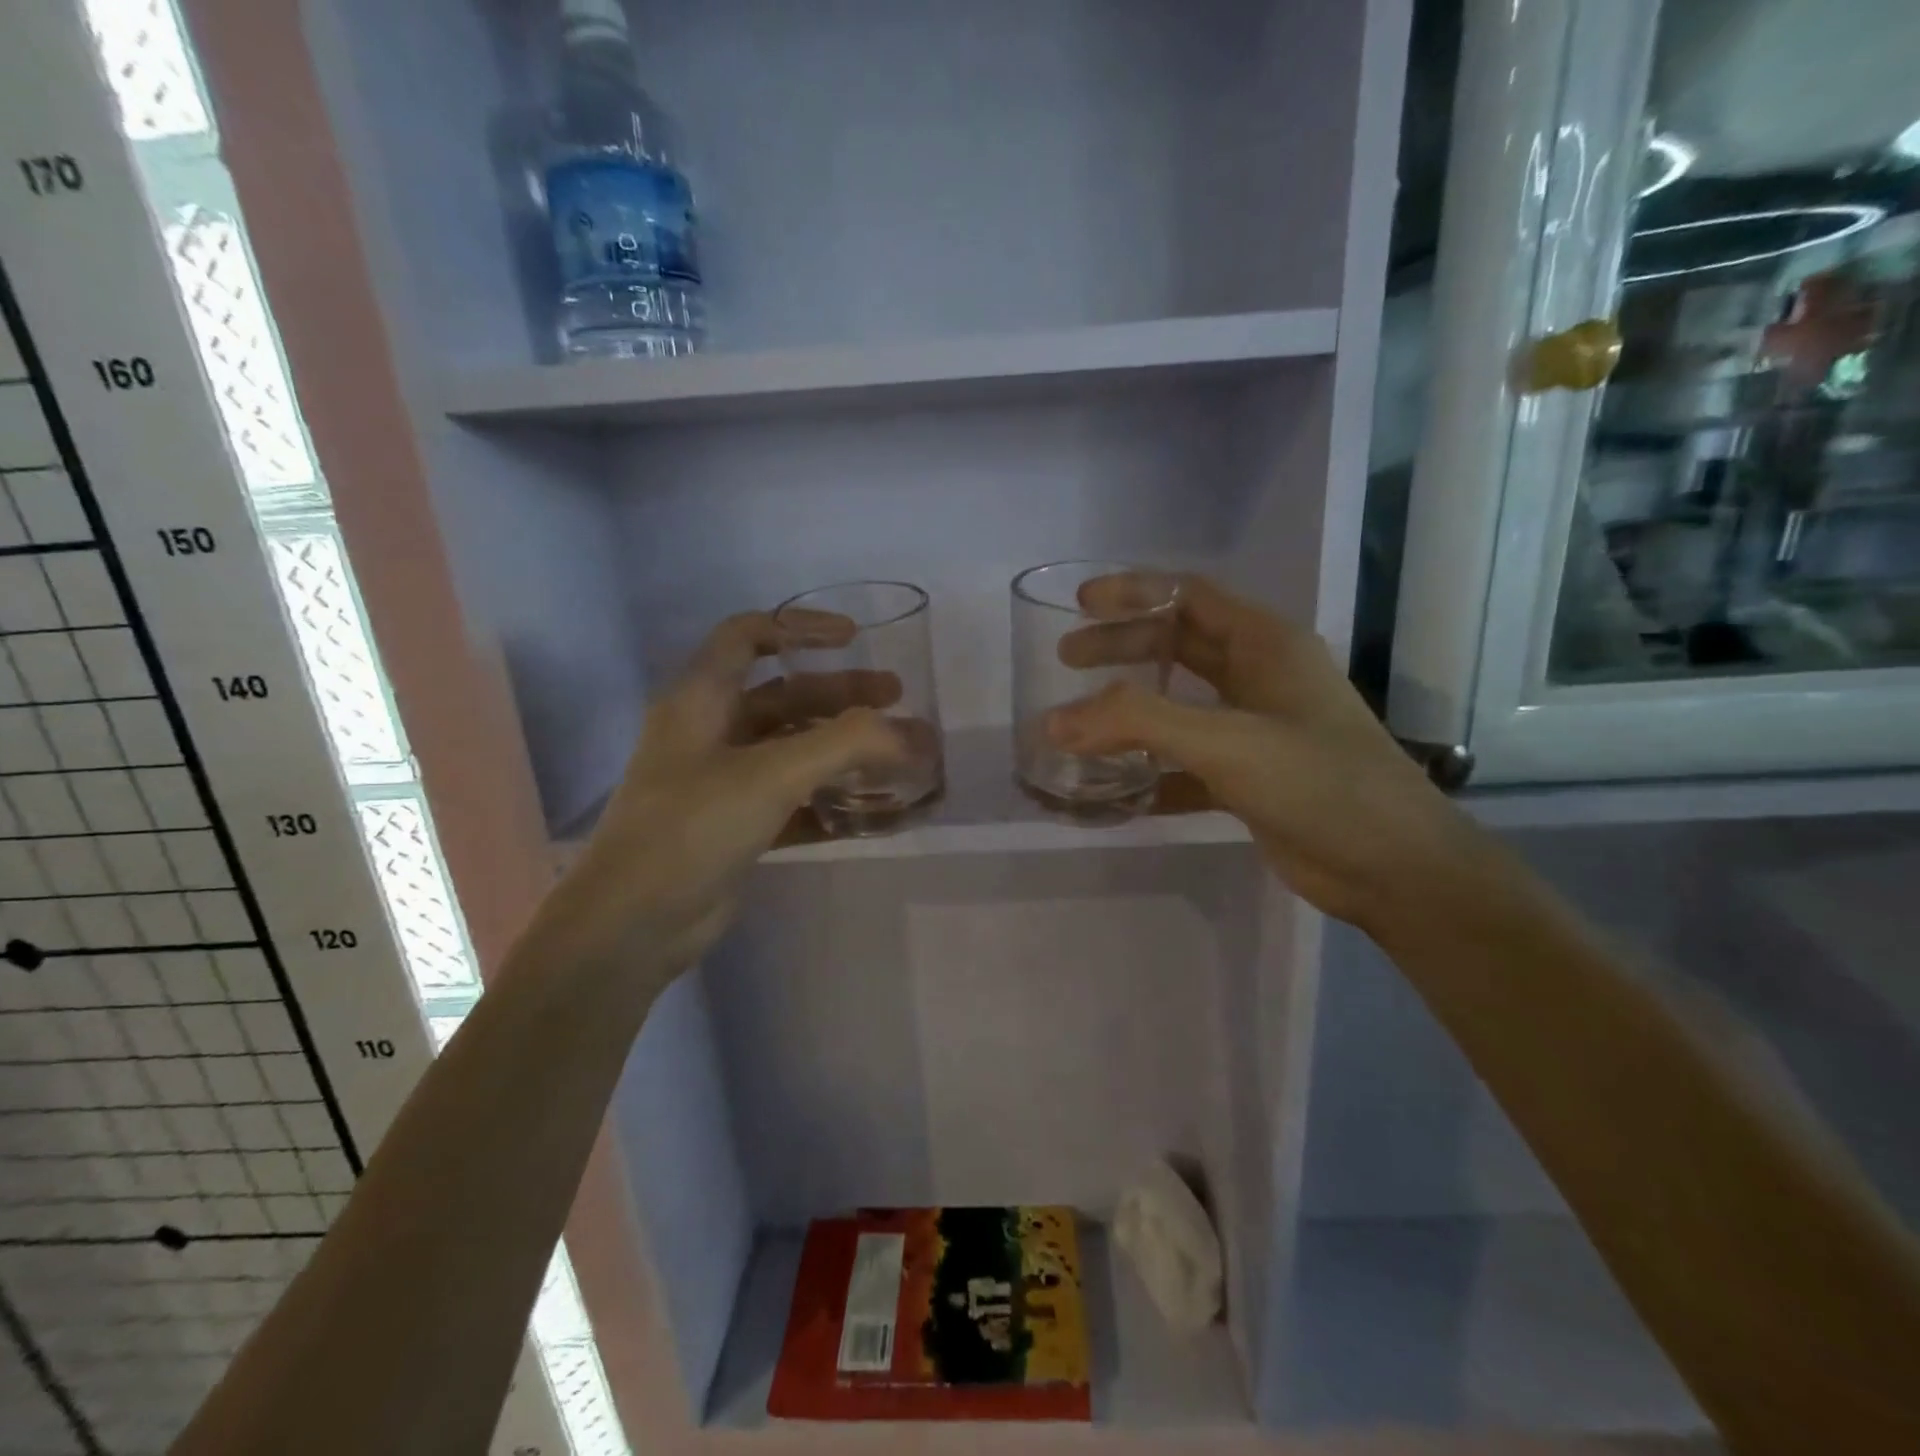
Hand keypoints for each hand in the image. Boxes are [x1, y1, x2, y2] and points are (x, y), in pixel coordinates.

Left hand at [521, 612, 902, 986]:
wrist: (633, 924)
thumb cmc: (692, 828)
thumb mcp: (771, 775)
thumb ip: (846, 745)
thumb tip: (915, 735)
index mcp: (701, 700)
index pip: (747, 636)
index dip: (800, 627)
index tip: (853, 639)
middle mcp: (711, 733)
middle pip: (784, 695)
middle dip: (842, 694)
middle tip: (897, 699)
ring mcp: (723, 782)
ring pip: (793, 749)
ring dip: (843, 749)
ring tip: (897, 756)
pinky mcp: (737, 826)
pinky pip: (794, 799)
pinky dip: (832, 799)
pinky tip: (874, 810)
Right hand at [1047, 575, 1471, 926]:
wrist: (1395, 868)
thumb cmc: (1319, 784)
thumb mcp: (1227, 742)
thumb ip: (1139, 724)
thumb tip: (1054, 721)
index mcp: (1265, 645)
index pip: (1188, 596)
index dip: (1133, 593)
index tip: (1080, 606)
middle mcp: (1260, 678)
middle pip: (1177, 646)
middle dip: (1121, 648)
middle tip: (1067, 661)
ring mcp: (1257, 730)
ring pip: (1179, 706)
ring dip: (1130, 713)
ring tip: (1079, 724)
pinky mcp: (1250, 779)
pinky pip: (1186, 764)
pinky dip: (1150, 773)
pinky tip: (1114, 792)